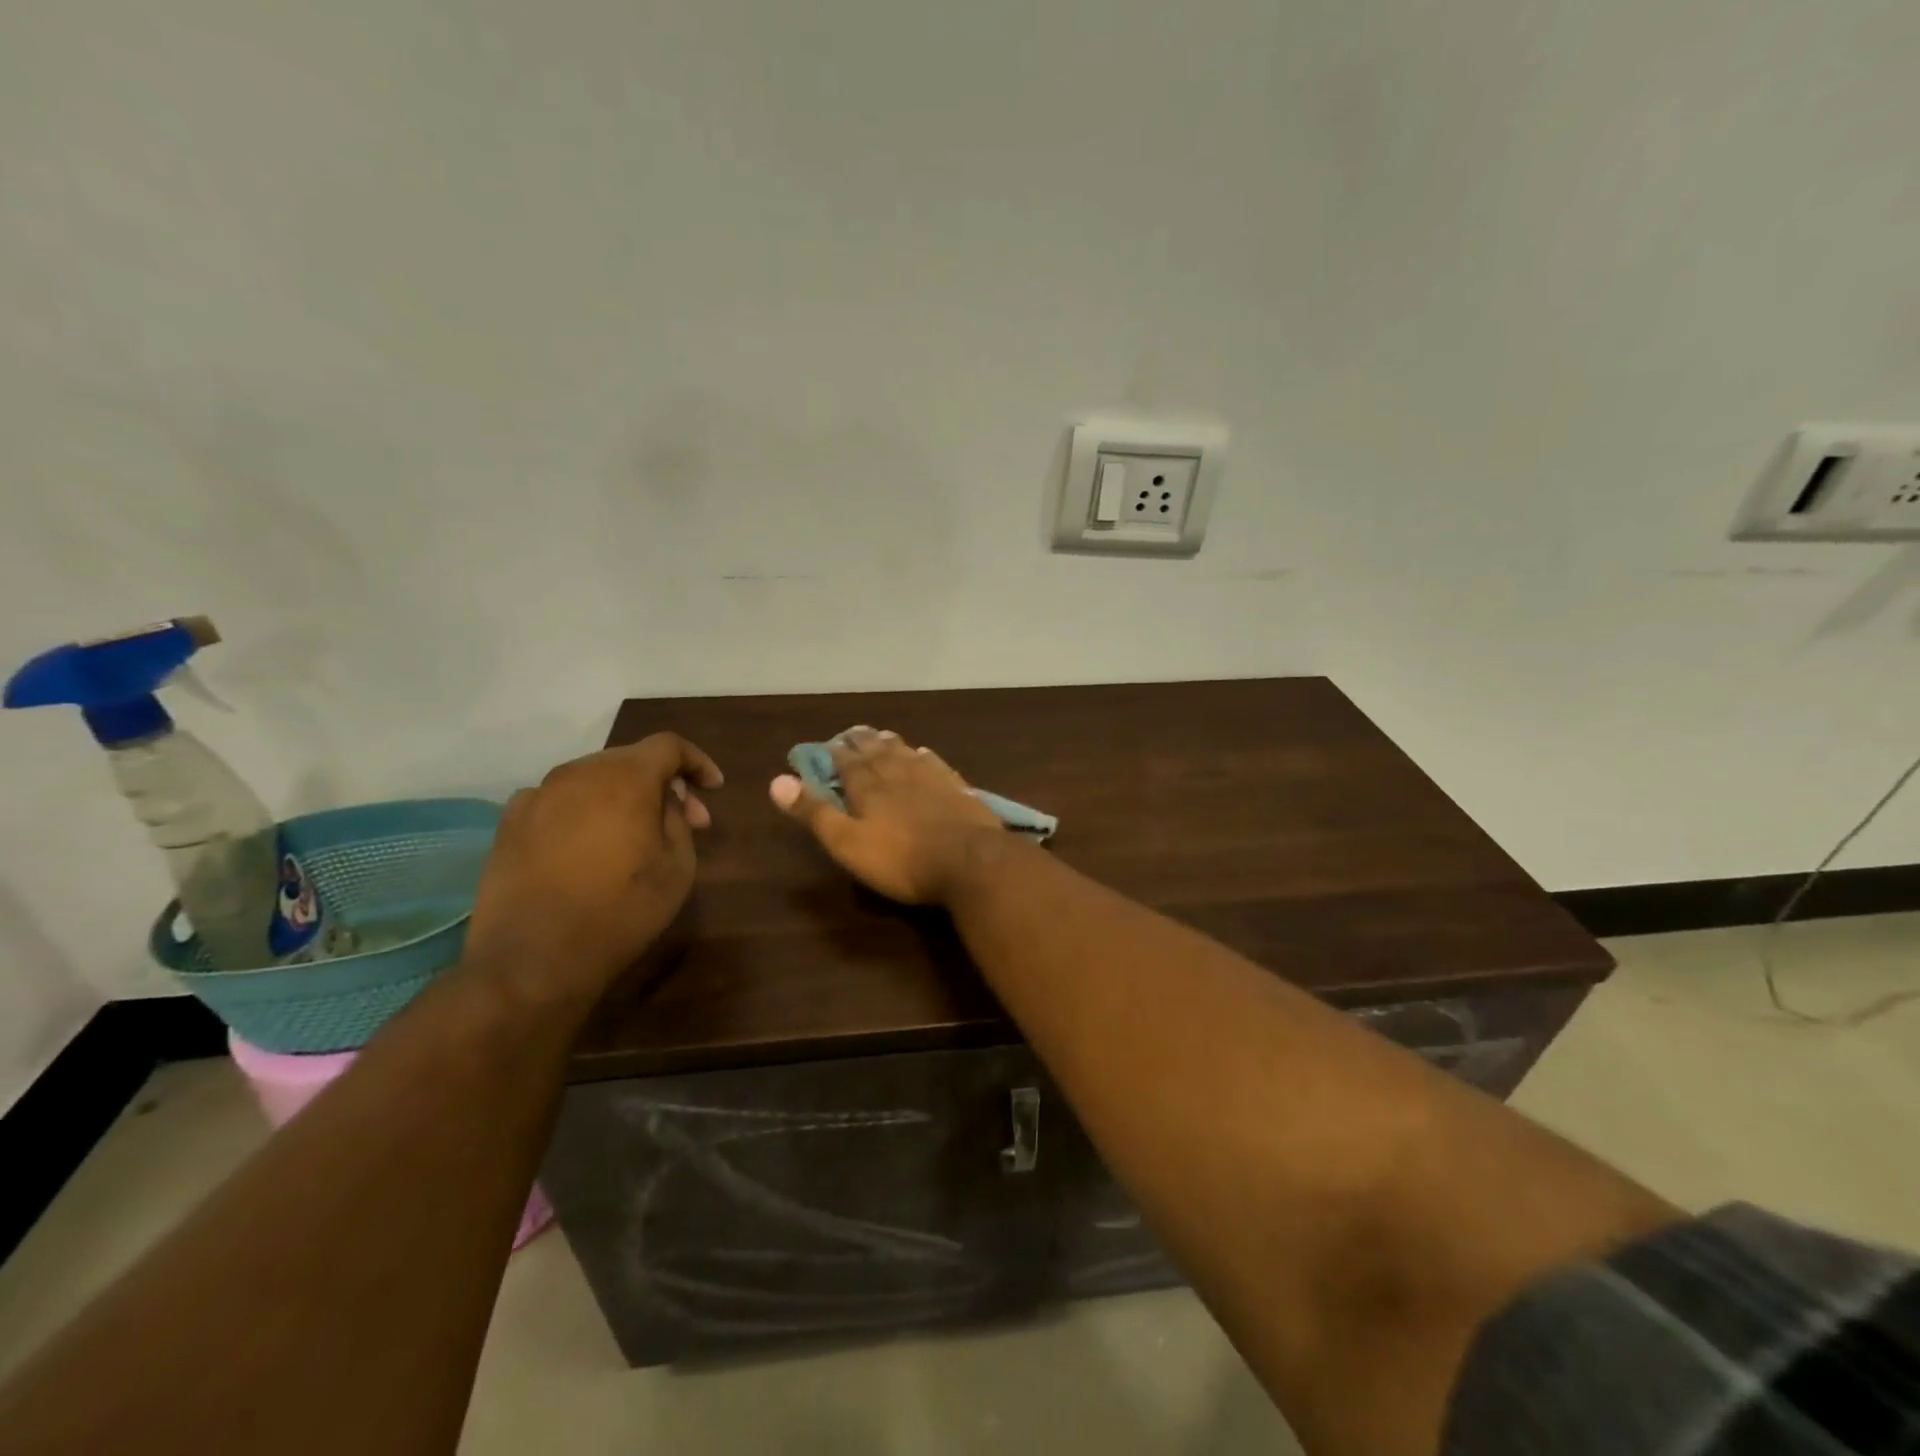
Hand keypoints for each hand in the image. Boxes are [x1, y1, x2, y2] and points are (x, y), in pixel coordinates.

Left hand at [466, 733, 722, 1002]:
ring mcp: (538, 795)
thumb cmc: (622, 910)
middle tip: (683, 820)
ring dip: (621, 796)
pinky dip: (582, 811)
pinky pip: (557, 801)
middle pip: (630, 759)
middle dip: (662, 783)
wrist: (534, 958)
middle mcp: (579, 773)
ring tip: (633, 834)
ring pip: (592, 778)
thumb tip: (666, 800)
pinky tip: (587, 844)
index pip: (669, 746)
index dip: (697, 762)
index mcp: (626, 778)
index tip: (714, 789)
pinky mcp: (509, 822)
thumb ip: (678, 819)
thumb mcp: (678, 866)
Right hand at [769, 727, 1005, 903]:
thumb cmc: (901, 860)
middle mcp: (898, 774)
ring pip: (906, 754)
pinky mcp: (958, 790)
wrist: (969, 861)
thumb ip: (815, 813)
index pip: (847, 763)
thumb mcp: (847, 843)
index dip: (836, 754)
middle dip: (862, 742)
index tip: (828, 743)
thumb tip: (777, 780)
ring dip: (891, 744)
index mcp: (868, 788)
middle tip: (853, 731)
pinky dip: (925, 756)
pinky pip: (936, 764)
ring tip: (882, 735)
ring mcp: (931, 779)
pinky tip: (924, 753)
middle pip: (877, 753)